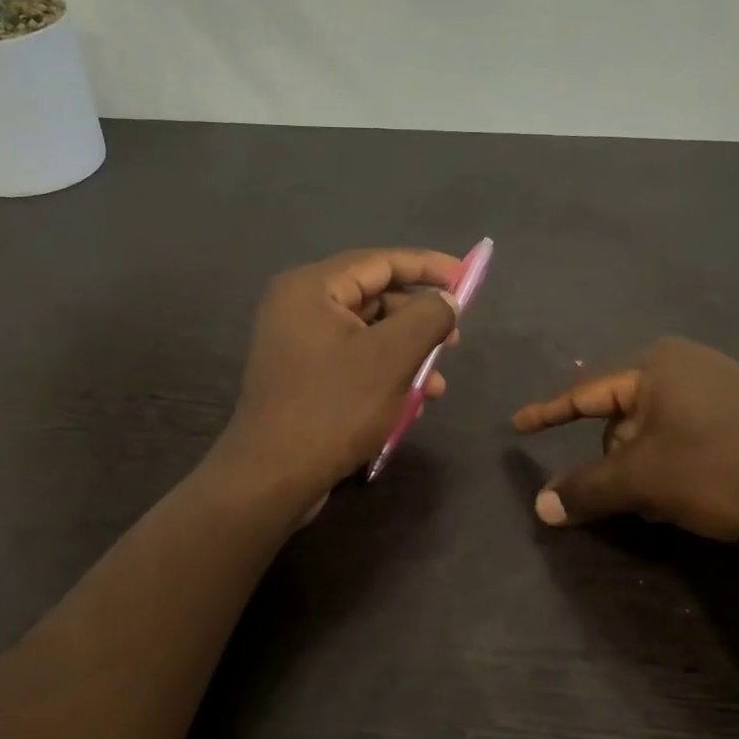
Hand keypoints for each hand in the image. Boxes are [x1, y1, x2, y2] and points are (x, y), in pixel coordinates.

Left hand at [214, 248, 461, 502]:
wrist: (273, 477)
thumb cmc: (334, 408)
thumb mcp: (392, 357)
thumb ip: (428, 317)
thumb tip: (446, 298)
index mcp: (311, 288)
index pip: (379, 261)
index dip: (428, 266)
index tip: (466, 277)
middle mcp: (299, 307)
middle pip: (374, 297)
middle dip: (419, 321)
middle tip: (454, 341)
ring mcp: (297, 344)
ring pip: (367, 334)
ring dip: (407, 355)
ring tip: (436, 386)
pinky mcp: (302, 377)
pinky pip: (352, 360)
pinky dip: (384, 374)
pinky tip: (410, 403)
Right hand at [512, 337, 738, 543]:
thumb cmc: (721, 466)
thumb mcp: (645, 481)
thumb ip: (588, 489)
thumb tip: (540, 507)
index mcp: (656, 366)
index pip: (584, 393)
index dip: (547, 414)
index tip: (517, 426)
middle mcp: (686, 365)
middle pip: (622, 418)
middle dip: (617, 460)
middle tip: (627, 497)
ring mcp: (723, 385)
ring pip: (657, 433)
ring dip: (648, 469)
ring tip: (665, 504)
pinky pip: (689, 436)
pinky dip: (677, 466)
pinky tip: (695, 495)